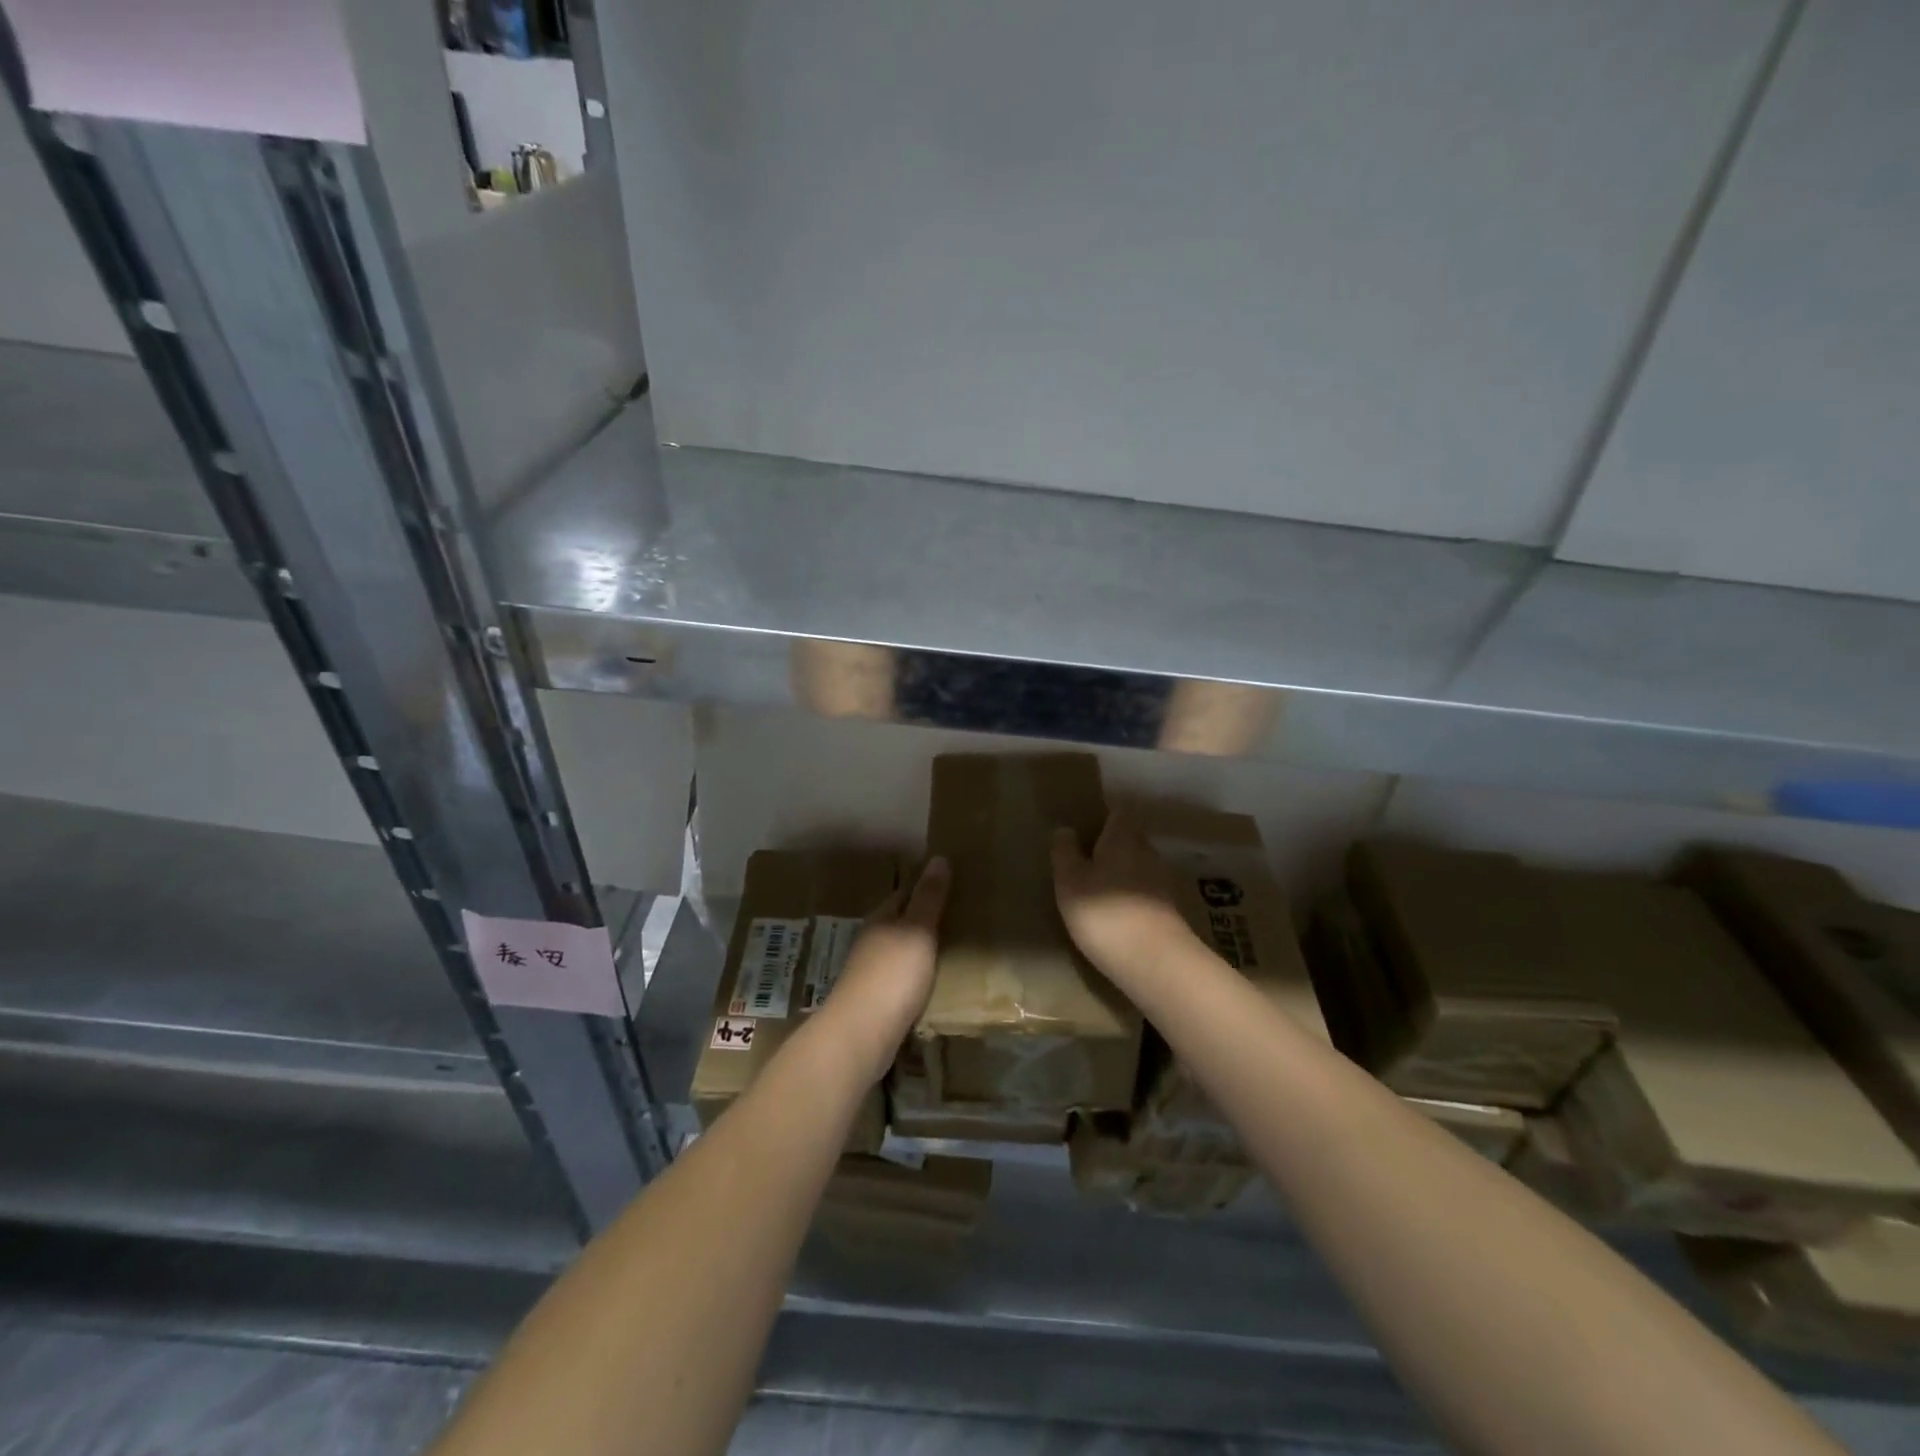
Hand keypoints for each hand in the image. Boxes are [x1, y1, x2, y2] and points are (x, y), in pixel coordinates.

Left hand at [811, 857, 949, 1083]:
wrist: (861, 1035)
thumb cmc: (892, 975)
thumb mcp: (918, 931)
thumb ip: (929, 898)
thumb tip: (938, 857)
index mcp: (882, 919)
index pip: (905, 893)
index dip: (926, 886)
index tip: (951, 883)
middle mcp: (873, 942)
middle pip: (900, 923)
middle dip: (924, 918)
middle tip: (960, 916)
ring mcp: (871, 974)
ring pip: (900, 952)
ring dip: (921, 949)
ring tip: (953, 949)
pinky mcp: (876, 1003)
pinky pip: (902, 981)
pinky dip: (918, 977)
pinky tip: (934, 984)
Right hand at [1052, 812, 1196, 982]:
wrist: (1155, 963)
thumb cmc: (1105, 913)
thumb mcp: (1070, 881)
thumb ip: (1065, 853)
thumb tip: (1065, 829)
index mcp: (1124, 838)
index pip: (1119, 813)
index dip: (1103, 817)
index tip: (1083, 828)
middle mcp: (1148, 853)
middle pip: (1130, 840)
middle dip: (1110, 847)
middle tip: (1084, 860)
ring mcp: (1162, 884)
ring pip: (1138, 868)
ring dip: (1120, 875)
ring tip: (1096, 891)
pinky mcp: (1168, 913)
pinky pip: (1144, 894)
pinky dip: (1129, 899)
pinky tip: (1113, 916)